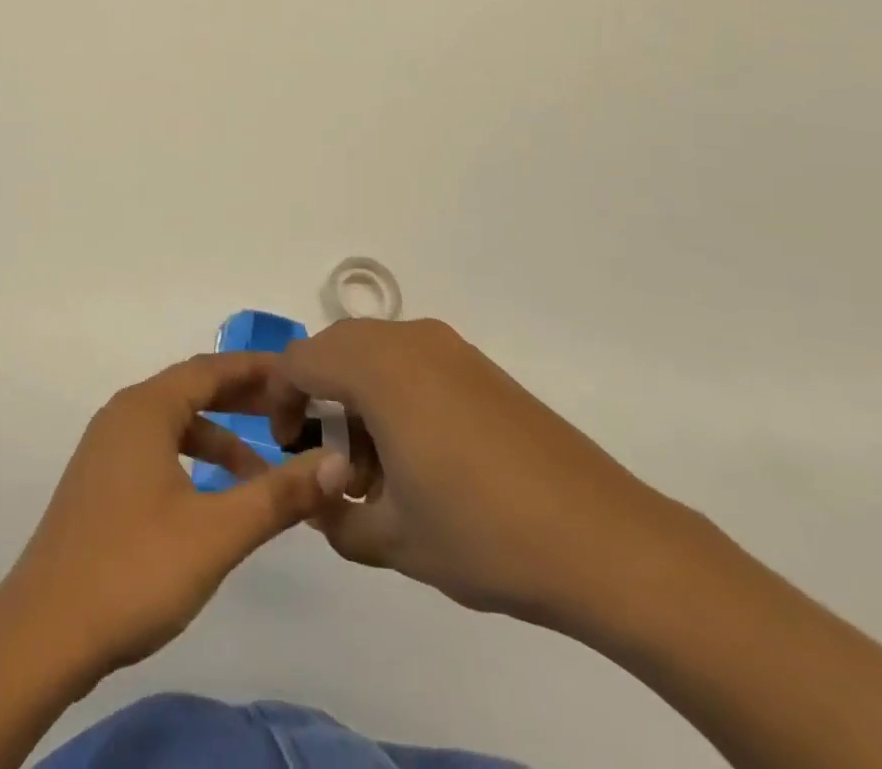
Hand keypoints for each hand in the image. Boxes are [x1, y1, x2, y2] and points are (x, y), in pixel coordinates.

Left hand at [4, 353, 353, 680]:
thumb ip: (278, 495)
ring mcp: (106, 449)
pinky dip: (193, 459)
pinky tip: (214, 496)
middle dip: (242, 399)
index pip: (210, 368)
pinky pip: (157, 449)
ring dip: (219, 436)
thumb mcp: (216, 533)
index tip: (300, 373)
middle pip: (191, 390)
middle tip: (292, 413)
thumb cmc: (133, 569)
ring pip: (174, 424)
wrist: (44, 633)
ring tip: (263, 469)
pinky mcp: (100, 482)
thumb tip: (337, 464)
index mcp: (145, 409)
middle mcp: (123, 415)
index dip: (256, 368)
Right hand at [274, 319, 690, 632]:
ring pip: (374, 352)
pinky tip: (420, 455)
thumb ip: (335, 517)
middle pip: (334, 347)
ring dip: (356, 395)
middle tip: (328, 459)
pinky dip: (393, 392)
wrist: (604, 541)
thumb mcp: (391, 540)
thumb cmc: (482, 534)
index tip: (284, 446)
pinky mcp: (480, 367)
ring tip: (376, 468)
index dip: (277, 398)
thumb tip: (317, 501)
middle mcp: (408, 340)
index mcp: (377, 368)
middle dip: (317, 395)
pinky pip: (413, 361)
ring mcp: (449, 349)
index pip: (298, 360)